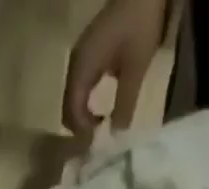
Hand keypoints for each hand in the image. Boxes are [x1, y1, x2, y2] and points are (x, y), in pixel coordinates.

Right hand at [64, 0, 169, 136]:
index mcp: (82, 68)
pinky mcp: (88, 53)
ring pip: (73, 98)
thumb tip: (115, 137)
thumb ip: (124, 104)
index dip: (83, 132)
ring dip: (83, 116)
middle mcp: (75, 64)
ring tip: (100, 126)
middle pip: (68, 108)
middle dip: (80, 127)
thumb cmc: (139, 25)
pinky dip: (86, 103)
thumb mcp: (135, 69)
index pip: (72, 112)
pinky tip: (101, 108)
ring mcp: (80, 57)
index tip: (99, 143)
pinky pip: (80, 87)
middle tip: (98, 139)